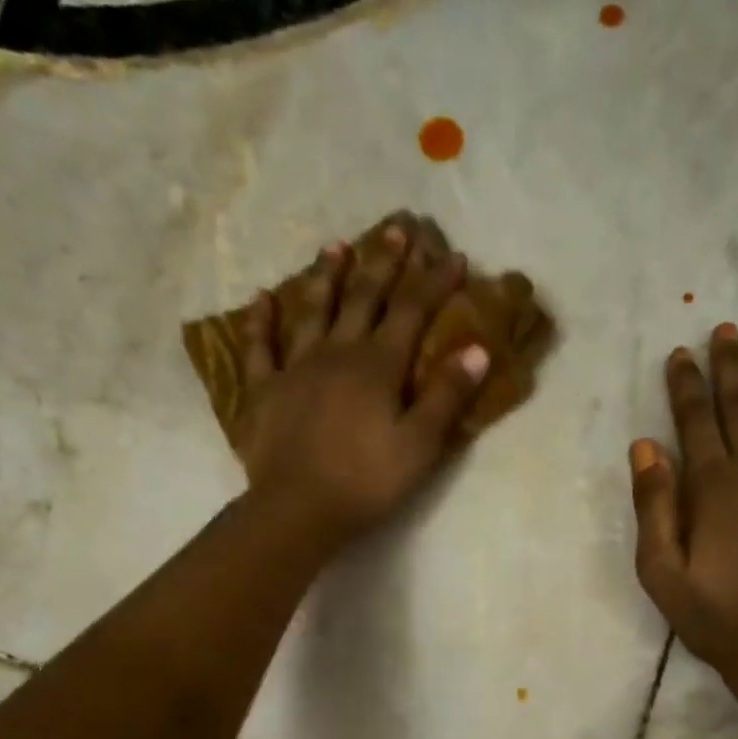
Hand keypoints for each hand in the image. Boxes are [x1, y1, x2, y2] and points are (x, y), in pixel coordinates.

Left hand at [230, 218, 488, 541]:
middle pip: (363, 298)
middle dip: (384, 264)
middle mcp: (337, 353)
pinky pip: (260, 347)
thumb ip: (448, 396)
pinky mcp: (264, 390)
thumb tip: (477, 349)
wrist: (299, 508)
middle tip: (396, 230)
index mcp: (378, 366)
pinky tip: (262, 298)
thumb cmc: (367, 481)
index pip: (412, 312)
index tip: (452, 256)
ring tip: (335, 246)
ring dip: (326, 277)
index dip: (434, 282)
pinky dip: (261, 321)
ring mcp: (296, 368)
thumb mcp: (420, 445)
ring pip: (313, 311)